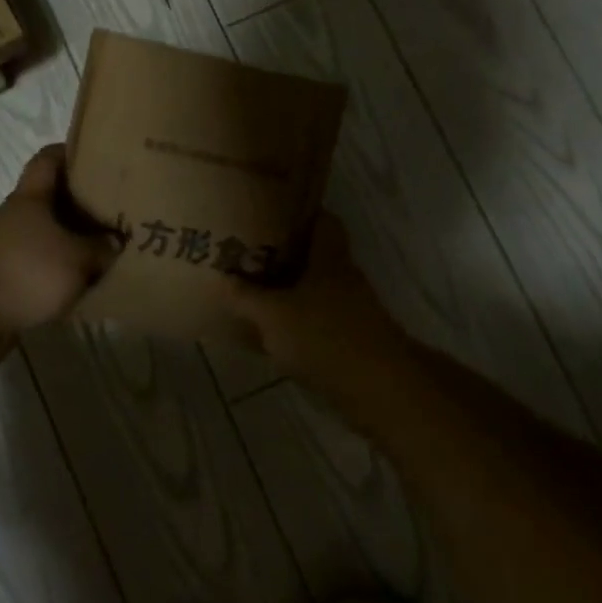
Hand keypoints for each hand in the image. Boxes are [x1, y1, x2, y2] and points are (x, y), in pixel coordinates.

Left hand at [0, 145, 119, 338]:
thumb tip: (115, 241)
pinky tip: (80, 281)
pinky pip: (38, 262)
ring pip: (45, 232)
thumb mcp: (76, 259)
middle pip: (50, 197)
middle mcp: (15, 215)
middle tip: (114, 209)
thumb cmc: (26, 271)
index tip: (98, 157)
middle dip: (80, 202)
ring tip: (103, 249)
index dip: (71, 152)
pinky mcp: (3, 275)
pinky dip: (57, 268)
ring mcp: (5, 245)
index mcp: (30, 197)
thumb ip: (101, 248)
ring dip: (70, 238)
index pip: (48, 158)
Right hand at [229, 214, 400, 378]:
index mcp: (330, 258)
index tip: (271, 211)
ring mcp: (352, 311)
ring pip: (317, 289)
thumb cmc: (325, 337)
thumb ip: (245, 297)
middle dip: (286, 253)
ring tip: (255, 290)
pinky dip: (299, 322)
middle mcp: (345, 278)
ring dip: (291, 290)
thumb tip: (221, 278)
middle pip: (317, 255)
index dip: (300, 213)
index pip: (323, 220)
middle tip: (251, 251)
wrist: (379, 391)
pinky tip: (274, 333)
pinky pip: (319, 320)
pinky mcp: (353, 341)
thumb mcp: (273, 315)